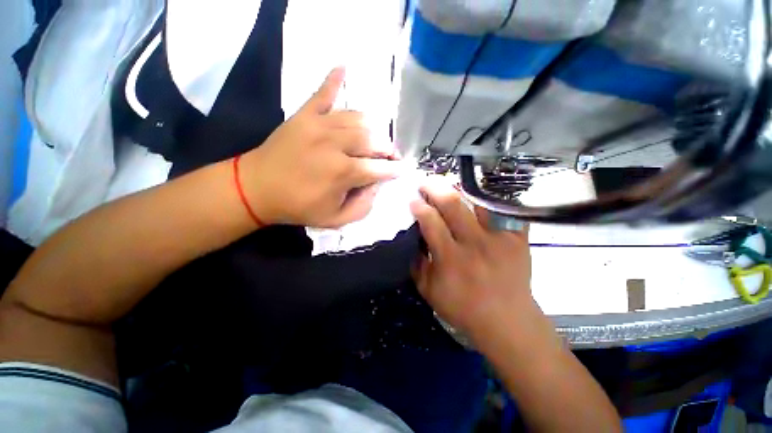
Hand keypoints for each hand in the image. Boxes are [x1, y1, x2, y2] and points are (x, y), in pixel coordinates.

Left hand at [239, 67, 401, 227]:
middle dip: (387, 149)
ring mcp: (319, 124)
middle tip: (390, 155)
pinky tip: (344, 66)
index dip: (394, 170)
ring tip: (375, 138)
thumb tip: (376, 185)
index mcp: (343, 172)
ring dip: (372, 128)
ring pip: (357, 118)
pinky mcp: (304, 114)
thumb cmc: (298, 207)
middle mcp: (335, 144)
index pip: (379, 168)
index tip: (402, 169)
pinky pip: (323, 92)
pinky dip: (334, 79)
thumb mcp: (336, 219)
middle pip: (373, 140)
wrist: (256, 189)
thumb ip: (363, 206)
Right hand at [411, 180, 535, 338]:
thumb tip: (413, 239)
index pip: (431, 222)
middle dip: (435, 187)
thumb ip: (417, 264)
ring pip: (478, 202)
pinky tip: (479, 197)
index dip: (419, 206)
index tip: (413, 199)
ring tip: (450, 185)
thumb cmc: (464, 309)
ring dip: (460, 190)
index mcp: (450, 258)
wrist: (507, 322)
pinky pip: (504, 211)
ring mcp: (499, 239)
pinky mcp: (517, 239)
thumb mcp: (429, 291)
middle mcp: (474, 244)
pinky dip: (491, 201)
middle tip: (426, 182)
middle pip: (453, 204)